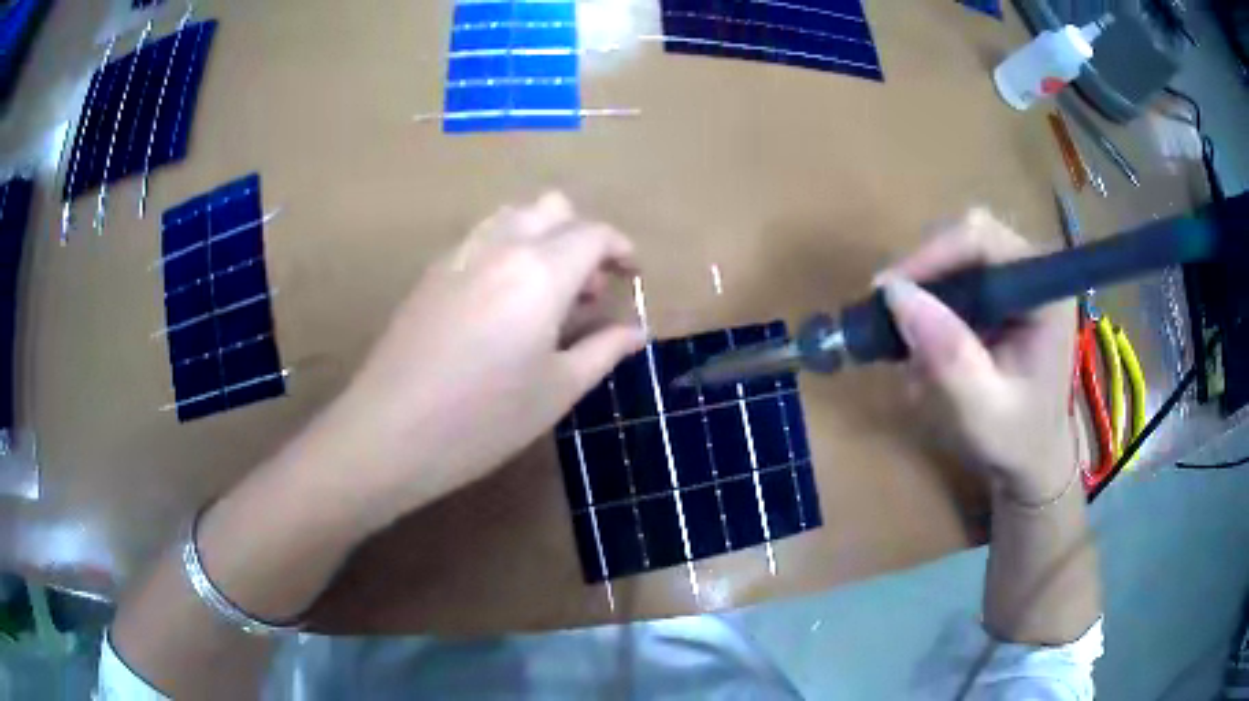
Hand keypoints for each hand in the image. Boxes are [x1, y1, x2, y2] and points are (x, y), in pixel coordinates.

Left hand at [309, 192, 644, 529]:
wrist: (390, 431)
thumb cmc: (485, 419)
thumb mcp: (557, 390)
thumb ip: (603, 350)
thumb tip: (636, 331)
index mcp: (541, 271)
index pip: (592, 233)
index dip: (620, 247)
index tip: (632, 273)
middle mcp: (501, 246)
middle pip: (552, 208)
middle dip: (581, 236)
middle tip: (587, 289)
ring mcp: (459, 255)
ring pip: (513, 215)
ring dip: (543, 236)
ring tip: (546, 293)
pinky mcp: (431, 273)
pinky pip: (481, 238)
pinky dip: (507, 249)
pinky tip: (502, 303)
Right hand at [879, 209, 1077, 502]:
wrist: (1034, 461)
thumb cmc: (1017, 441)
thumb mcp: (981, 410)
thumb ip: (948, 355)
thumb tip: (895, 294)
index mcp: (1045, 294)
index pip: (984, 240)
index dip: (933, 255)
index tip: (888, 292)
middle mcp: (1034, 274)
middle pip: (969, 238)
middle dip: (926, 273)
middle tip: (891, 315)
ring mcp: (1019, 282)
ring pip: (959, 254)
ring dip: (927, 290)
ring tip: (908, 339)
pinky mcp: (1004, 295)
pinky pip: (959, 277)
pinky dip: (934, 303)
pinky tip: (926, 342)